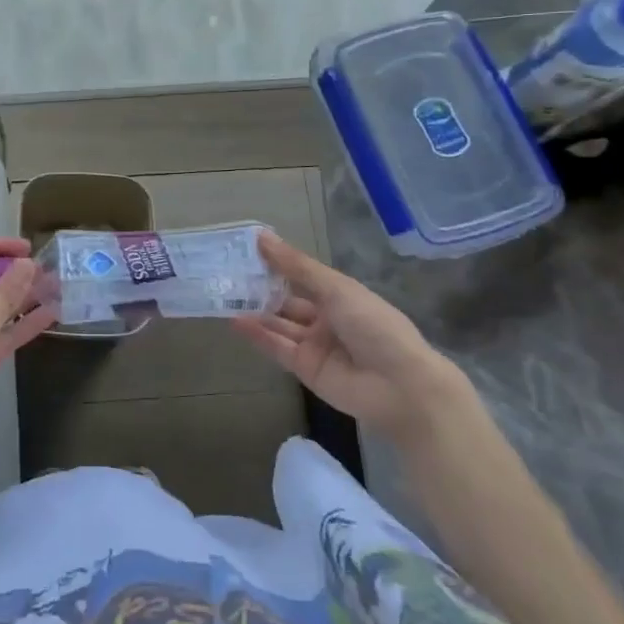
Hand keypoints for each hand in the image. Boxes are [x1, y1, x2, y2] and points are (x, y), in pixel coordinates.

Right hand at [231, 233, 470, 443]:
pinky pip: (278, 348)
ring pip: (279, 324)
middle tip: (226, 273)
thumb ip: (296, 267)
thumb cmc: (374, 325)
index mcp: (340, 295)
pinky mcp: (305, 369)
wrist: (400, 386)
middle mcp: (326, 318)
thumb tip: (262, 237)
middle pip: (288, 300)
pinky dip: (258, 335)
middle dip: (261, 288)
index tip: (246, 249)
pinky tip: (235, 321)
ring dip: (255, 311)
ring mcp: (315, 345)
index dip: (276, 264)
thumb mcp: (336, 288)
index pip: (302, 276)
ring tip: (223, 295)